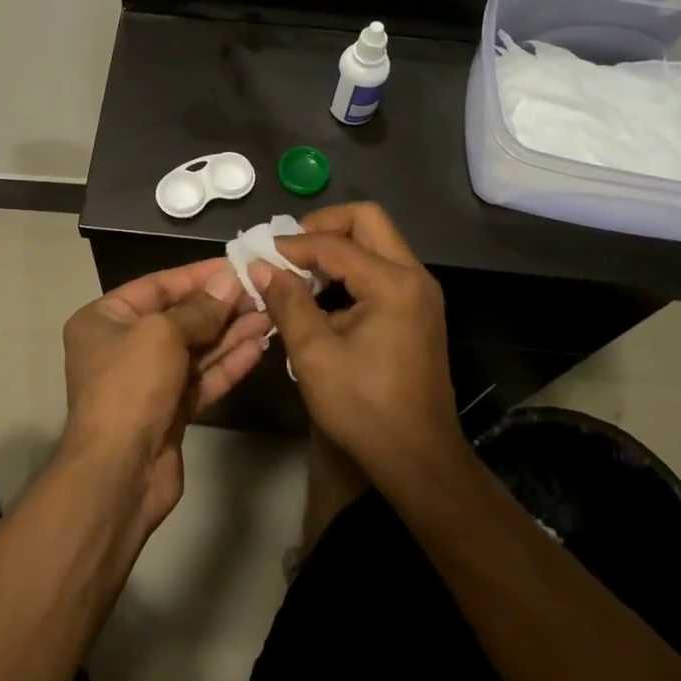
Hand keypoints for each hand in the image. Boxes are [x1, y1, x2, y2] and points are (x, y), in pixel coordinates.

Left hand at [61, 260, 270, 529]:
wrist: (119, 474)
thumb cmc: (131, 387)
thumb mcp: (162, 334)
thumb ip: (200, 309)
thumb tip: (230, 281)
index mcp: (105, 319)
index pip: (158, 286)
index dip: (199, 275)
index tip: (238, 265)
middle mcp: (123, 346)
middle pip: (180, 317)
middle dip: (221, 306)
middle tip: (263, 292)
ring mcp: (147, 380)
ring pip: (196, 349)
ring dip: (231, 333)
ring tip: (270, 316)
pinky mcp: (170, 410)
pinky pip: (202, 378)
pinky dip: (228, 363)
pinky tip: (258, 348)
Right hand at [252, 203, 462, 487]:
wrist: (420, 460)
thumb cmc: (365, 408)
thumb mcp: (314, 355)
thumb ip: (286, 302)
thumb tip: (260, 266)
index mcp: (393, 283)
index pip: (335, 243)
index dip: (292, 244)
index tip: (259, 254)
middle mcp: (414, 276)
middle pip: (368, 220)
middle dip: (323, 226)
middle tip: (289, 249)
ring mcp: (421, 292)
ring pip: (377, 242)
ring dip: (337, 247)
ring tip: (300, 271)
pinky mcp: (418, 309)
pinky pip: (382, 268)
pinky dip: (351, 269)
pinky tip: (322, 295)